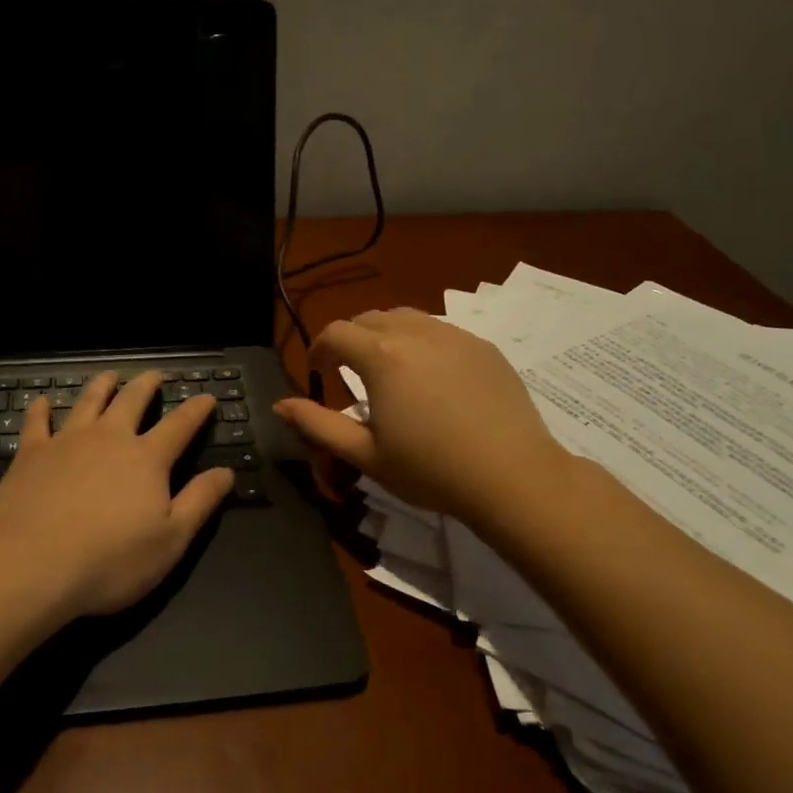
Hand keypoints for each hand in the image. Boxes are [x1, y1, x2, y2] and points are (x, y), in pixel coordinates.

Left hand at [0, 371, 234, 618]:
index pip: (180, 425)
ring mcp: (67, 441)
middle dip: (147, 385)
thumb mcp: (170, 540)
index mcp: (146, 459)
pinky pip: (37, 422)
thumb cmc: (109, 561)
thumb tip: (226, 471)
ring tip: (109, 375)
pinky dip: (41, 409)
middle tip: (155, 375)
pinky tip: (41, 402)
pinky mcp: (31, 454)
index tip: (207, 396)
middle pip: (132, 401)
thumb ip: (199, 502)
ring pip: (88, 402)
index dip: (196, 410)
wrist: (29, 566)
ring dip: (102, 386)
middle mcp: (109, 438)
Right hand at [273, 308, 570, 529]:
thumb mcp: (365, 454)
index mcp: (381, 356)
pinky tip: (432, 376)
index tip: (318, 370)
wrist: (512, 476)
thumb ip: (317, 424)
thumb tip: (280, 405)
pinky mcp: (483, 347)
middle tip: (349, 370)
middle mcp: (416, 333)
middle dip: (351, 338)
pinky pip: (442, 330)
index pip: (336, 332)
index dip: (319, 348)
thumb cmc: (431, 469)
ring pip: (407, 317)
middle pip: (370, 318)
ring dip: (386, 334)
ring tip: (389, 367)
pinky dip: (423, 342)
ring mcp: (454, 336)